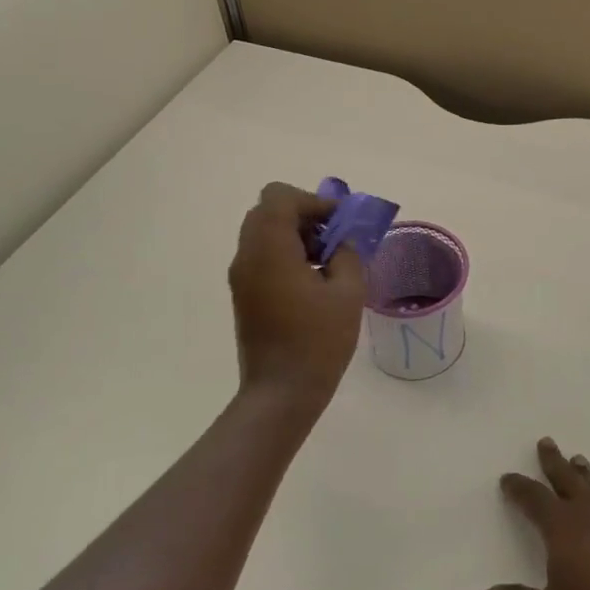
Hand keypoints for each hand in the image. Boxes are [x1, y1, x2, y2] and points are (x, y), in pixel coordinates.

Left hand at [228, 182, 365, 413]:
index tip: (339, 223)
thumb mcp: (348, 292)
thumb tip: (342, 243)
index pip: (280, 197)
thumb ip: (348, 254)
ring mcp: (241, 276)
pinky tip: (312, 281)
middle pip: (269, 211)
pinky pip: (261, 256)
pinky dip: (285, 253)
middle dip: (304, 215)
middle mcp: (247, 255)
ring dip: (295, 234)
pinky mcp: (243, 294)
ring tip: (327, 261)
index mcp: (270, 248)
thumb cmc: (318, 341)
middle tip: (334, 238)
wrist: (281, 392)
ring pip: (263, 232)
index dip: (313, 200)